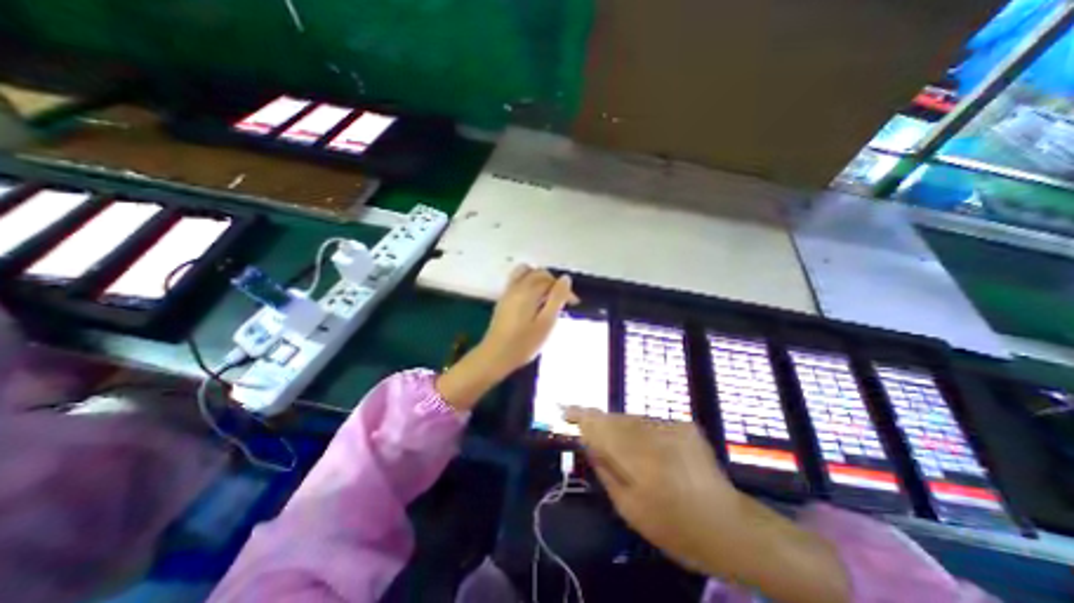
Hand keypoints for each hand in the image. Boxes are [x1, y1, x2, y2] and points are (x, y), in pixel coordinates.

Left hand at [430, 264, 575, 410]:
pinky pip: (518, 281)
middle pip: (538, 273)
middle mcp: (516, 286)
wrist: (495, 356)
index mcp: (528, 290)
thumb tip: (565, 278)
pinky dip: (529, 284)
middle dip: (553, 283)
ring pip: (526, 274)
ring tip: (548, 297)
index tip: (573, 304)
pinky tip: (534, 302)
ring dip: (540, 280)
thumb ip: (557, 298)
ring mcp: (507, 292)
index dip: (564, 289)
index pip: (550, 280)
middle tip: (562, 301)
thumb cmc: (524, 343)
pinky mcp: (503, 300)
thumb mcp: (546, 322)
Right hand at [564, 408, 749, 572]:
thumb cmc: (675, 528)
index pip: (601, 427)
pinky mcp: (684, 425)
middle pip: (615, 419)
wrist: (730, 526)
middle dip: (599, 423)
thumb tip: (588, 442)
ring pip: (631, 419)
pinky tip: (647, 451)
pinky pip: (650, 422)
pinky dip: (640, 431)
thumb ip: (606, 470)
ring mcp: (672, 427)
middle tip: (587, 432)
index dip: (580, 416)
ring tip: (620, 447)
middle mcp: (654, 436)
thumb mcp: (630, 509)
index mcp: (639, 460)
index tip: (563, 410)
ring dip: (619, 428)